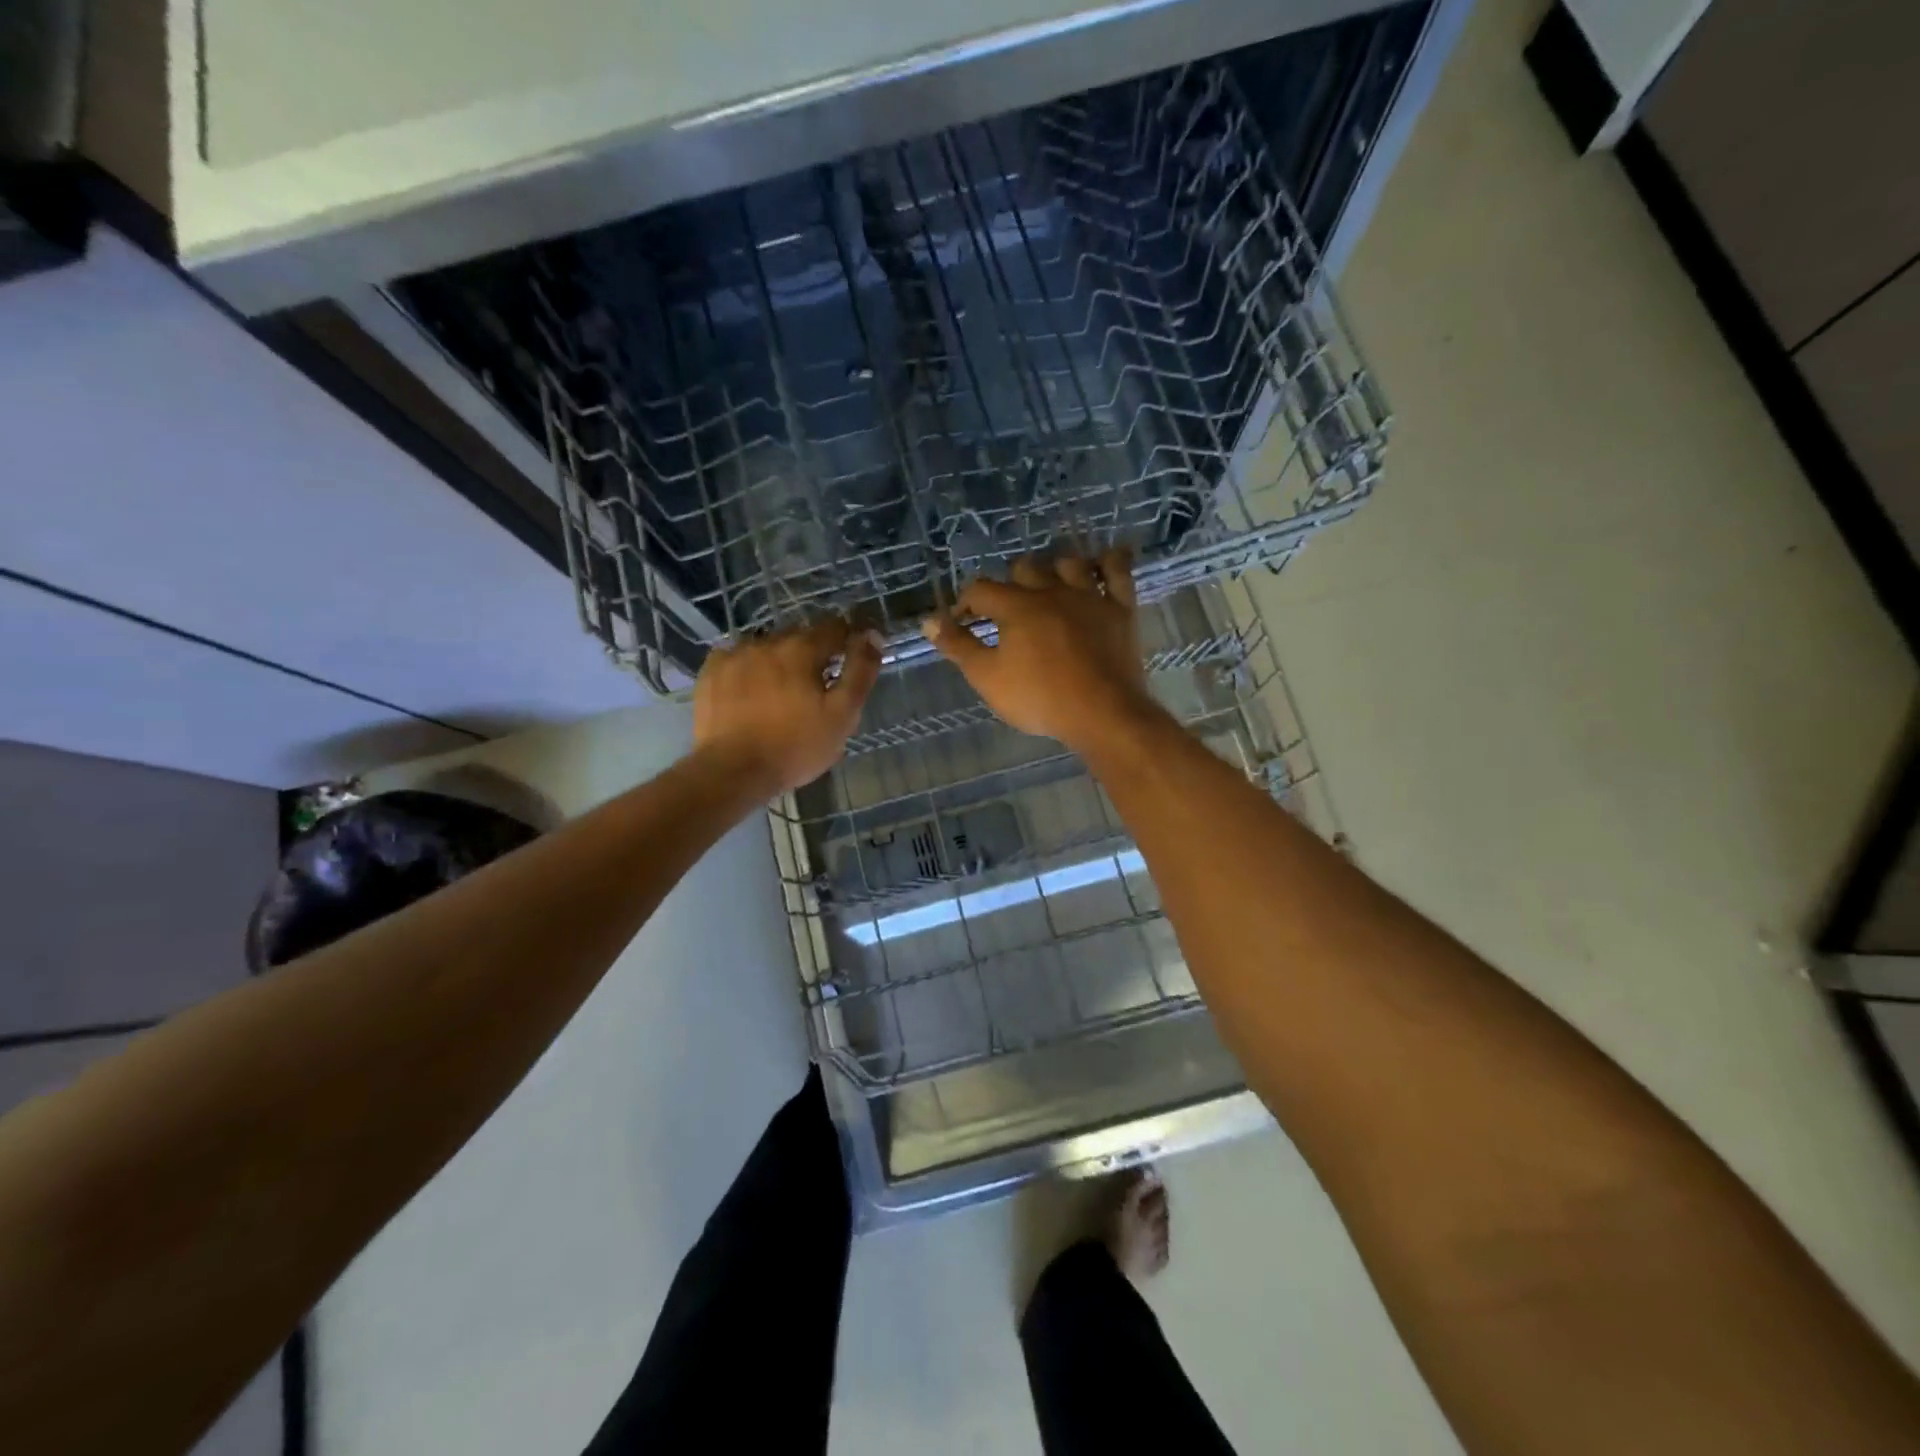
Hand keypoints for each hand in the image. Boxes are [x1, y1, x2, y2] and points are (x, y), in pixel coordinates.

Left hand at [693, 620, 881, 795]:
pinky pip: (737, 658)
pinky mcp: (711, 672)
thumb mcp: (842, 714)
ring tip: (782, 687)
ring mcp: (735, 654)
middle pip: (800, 635)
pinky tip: (750, 688)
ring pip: (767, 646)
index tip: (854, 654)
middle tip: (818, 682)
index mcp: (802, 649)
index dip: (849, 637)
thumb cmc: (795, 746)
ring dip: (779, 658)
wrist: (732, 771)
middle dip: (813, 652)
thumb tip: (873, 636)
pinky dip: (749, 667)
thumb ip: (861, 671)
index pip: (835, 627)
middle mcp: (768, 641)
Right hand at [920, 551, 1163, 757]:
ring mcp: (1089, 596)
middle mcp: (1052, 590)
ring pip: (1069, 563)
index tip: (962, 621)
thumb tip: (929, 621)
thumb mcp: (988, 678)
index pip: (981, 589)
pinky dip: (1110, 560)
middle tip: (1007, 609)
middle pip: (1025, 569)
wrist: (1102, 713)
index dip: (966, 602)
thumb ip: (958, 646)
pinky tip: (1105, 559)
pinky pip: (1118, 570)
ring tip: (1049, 586)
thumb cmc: (1040, 698)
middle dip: (1009, 584)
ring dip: (1054, 569)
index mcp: (1016, 607)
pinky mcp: (1120, 608)